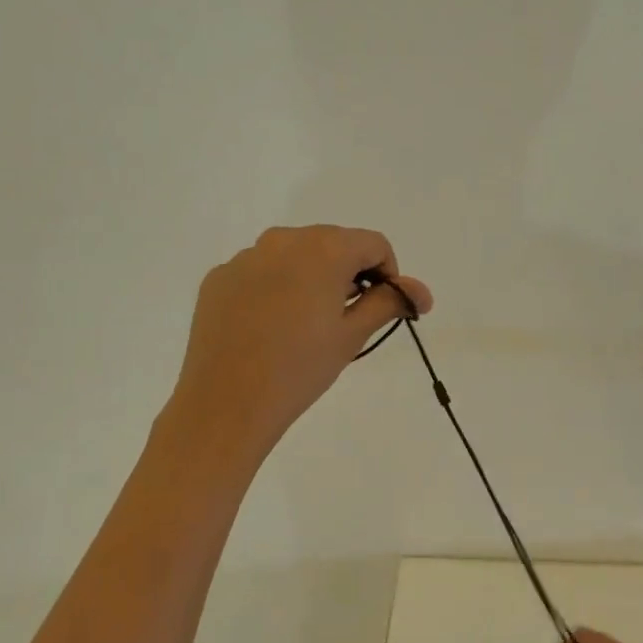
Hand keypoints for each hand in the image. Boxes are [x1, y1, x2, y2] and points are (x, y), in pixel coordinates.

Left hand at [169, 225, 431, 457]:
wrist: (227, 402)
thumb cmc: (300, 368)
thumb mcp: (352, 335)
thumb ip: (389, 302)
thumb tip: (422, 292)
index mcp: (324, 249)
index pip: (374, 243)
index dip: (388, 272)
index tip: (382, 307)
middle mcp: (284, 240)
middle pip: (333, 243)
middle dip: (349, 272)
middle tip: (346, 318)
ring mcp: (246, 257)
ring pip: (294, 255)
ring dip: (311, 277)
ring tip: (305, 324)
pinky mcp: (219, 277)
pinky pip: (260, 271)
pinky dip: (275, 287)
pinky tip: (269, 327)